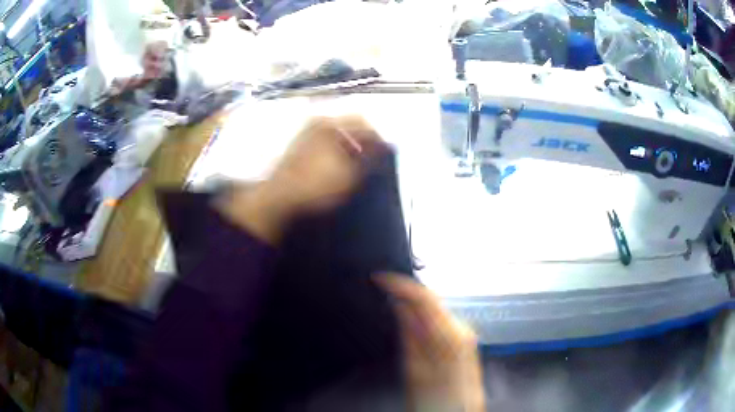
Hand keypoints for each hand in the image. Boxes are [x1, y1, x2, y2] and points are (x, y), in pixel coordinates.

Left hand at [218, 116, 384, 243]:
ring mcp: (306, 130)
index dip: (378, 137)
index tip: (386, 152)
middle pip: (350, 123)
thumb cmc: (317, 184)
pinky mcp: (299, 142)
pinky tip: (338, 161)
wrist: (280, 195)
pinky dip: (336, 145)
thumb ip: (370, 157)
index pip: (364, 123)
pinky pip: (325, 137)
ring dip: (349, 142)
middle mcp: (319, 121)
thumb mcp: (349, 174)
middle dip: (363, 138)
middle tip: (372, 156)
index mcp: (332, 124)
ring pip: (337, 130)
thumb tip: (385, 145)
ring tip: (356, 160)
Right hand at [376, 274, 485, 411]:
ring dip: (414, 305)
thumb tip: (400, 306)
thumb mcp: (414, 371)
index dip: (399, 283)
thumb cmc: (435, 401)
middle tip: (382, 292)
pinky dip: (424, 317)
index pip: (424, 296)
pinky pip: (440, 320)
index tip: (379, 278)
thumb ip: (409, 335)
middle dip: (406, 293)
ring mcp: (465, 336)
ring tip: (393, 308)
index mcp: (450, 337)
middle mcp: (462, 332)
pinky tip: (412, 324)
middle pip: (431, 300)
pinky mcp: (464, 342)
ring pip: (435, 309)